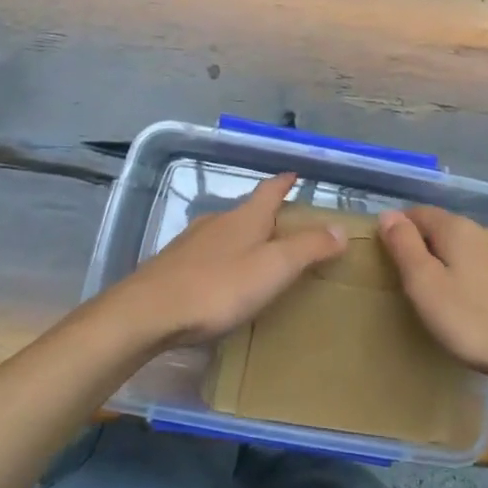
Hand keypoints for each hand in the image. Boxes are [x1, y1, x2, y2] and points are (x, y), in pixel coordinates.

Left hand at [107, 174, 345, 347]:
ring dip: (243, 238)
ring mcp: (191, 243)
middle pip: (247, 210)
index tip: (295, 174)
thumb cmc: (218, 287)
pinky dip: (223, 259)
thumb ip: (308, 248)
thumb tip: (340, 228)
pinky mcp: (173, 266)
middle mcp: (217, 221)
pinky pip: (207, 255)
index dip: (284, 182)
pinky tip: (222, 280)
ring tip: (258, 255)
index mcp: (245, 217)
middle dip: (266, 214)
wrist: (147, 312)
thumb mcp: (273, 268)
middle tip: (287, 226)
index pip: (270, 190)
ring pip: (225, 232)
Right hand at [378, 207, 487, 389]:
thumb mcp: (426, 286)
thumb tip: (389, 215)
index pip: (421, 213)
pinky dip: (484, 279)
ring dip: (461, 262)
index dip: (402, 227)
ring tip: (451, 292)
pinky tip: (485, 303)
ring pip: (477, 249)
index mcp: (459, 229)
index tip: (389, 250)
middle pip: (450, 229)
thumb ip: (404, 247)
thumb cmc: (475, 321)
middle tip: (416, 277)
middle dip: (432, 246)